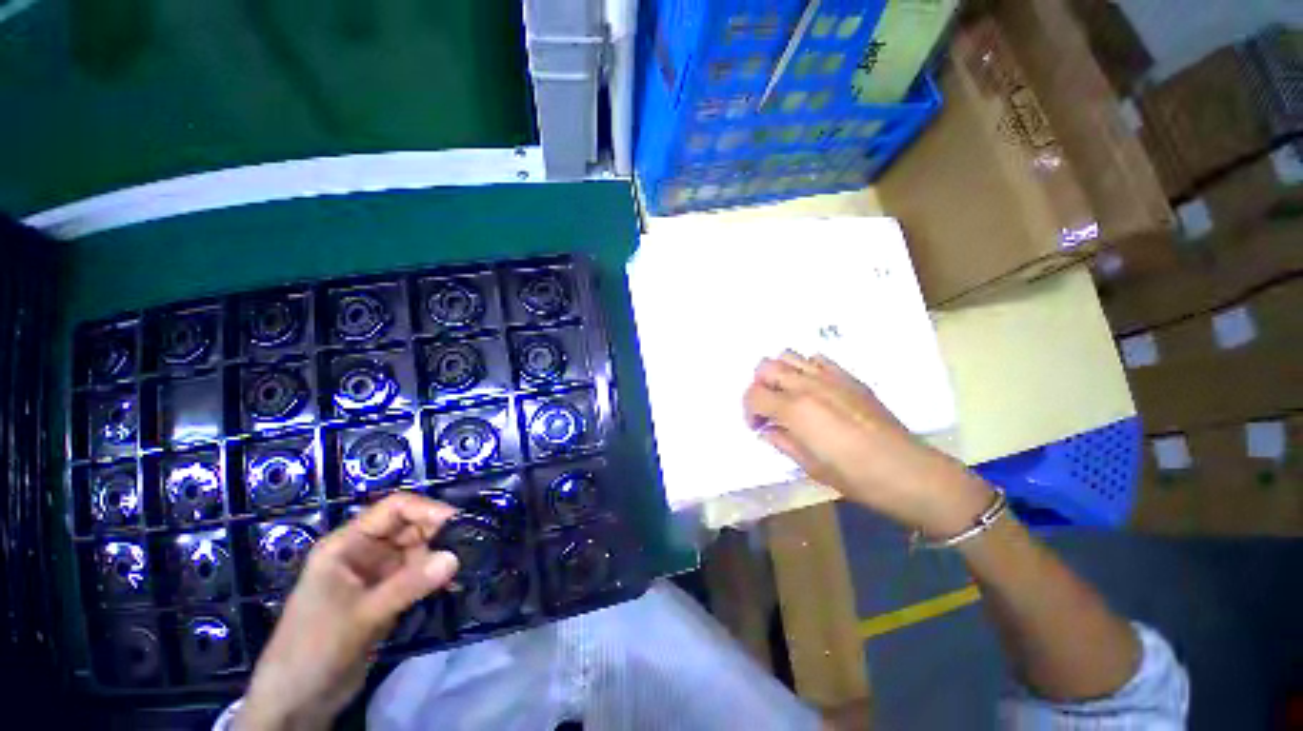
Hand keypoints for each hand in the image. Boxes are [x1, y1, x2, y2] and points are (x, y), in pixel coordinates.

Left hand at [239, 494, 459, 730]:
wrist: (296, 702)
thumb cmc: (314, 647)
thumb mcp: (361, 615)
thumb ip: (408, 585)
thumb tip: (455, 558)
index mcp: (348, 543)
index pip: (394, 508)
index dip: (427, 509)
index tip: (459, 521)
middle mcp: (365, 552)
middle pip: (410, 527)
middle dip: (440, 532)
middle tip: (472, 542)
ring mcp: (377, 575)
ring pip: (418, 551)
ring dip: (441, 555)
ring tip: (468, 563)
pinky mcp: (387, 596)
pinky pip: (418, 576)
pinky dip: (435, 577)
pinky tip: (453, 584)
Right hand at [743, 352, 991, 537]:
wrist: (909, 471)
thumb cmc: (856, 476)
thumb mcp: (810, 466)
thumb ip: (782, 441)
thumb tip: (767, 430)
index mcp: (795, 409)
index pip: (754, 395)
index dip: (748, 410)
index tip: (757, 426)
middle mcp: (807, 385)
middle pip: (765, 367)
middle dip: (758, 386)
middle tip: (768, 408)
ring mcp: (829, 377)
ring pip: (788, 355)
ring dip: (779, 373)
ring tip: (786, 394)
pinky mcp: (849, 377)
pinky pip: (817, 359)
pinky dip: (805, 368)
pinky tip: (813, 389)